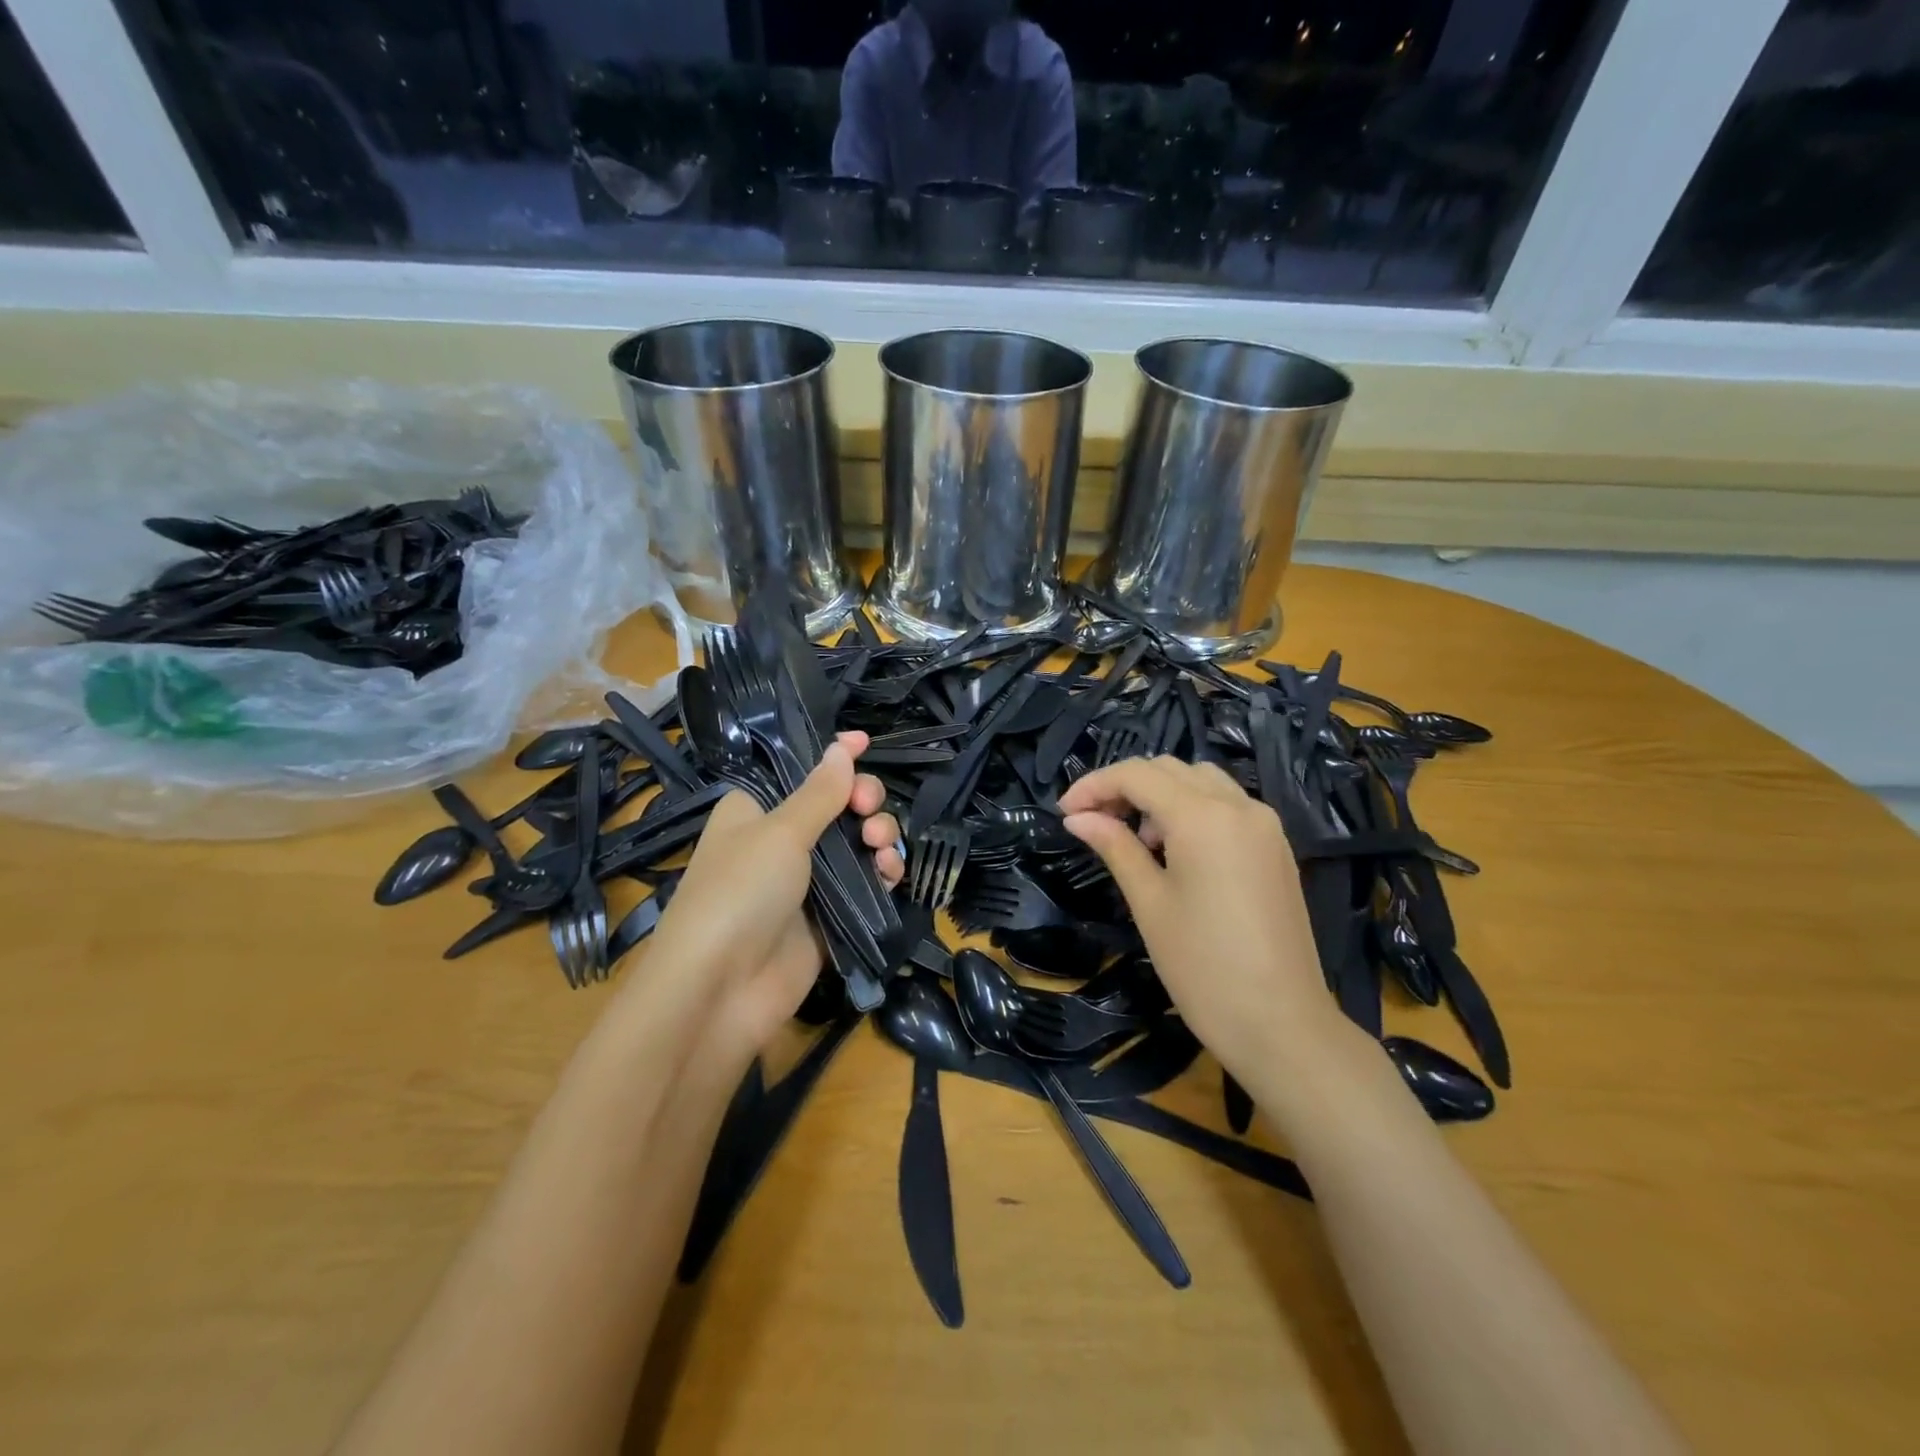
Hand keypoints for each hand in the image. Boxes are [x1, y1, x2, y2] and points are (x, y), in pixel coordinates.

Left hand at [641, 732, 901, 1059]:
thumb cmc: (739, 892)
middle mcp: (781, 840)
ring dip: (878, 836)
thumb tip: (842, 748)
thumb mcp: (780, 833)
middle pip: (837, 805)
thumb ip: (819, 793)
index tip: (864, 742)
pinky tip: (890, 872)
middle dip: (862, 800)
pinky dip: (882, 872)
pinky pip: (864, 883)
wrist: (720, 991)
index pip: (800, 771)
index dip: (833, 757)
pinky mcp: (827, 916)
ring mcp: (806, 880)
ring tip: (881, 846)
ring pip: (856, 843)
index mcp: (756, 809)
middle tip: (868, 810)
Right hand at [1058, 756, 1334, 1080]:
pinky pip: (1226, 805)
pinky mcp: (1276, 847)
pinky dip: (1192, 809)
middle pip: (1170, 769)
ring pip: (1201, 781)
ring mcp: (1264, 825)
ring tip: (1136, 840)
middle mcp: (1239, 806)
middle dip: (1125, 786)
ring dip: (1160, 794)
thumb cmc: (1203, 967)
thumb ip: (1114, 847)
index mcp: (1203, 816)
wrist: (1282, 1025)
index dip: (1094, 785)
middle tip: (1093, 823)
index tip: (1064, 813)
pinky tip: (1174, 850)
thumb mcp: (1149, 903)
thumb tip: (1077, 818)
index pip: (1137, 775)